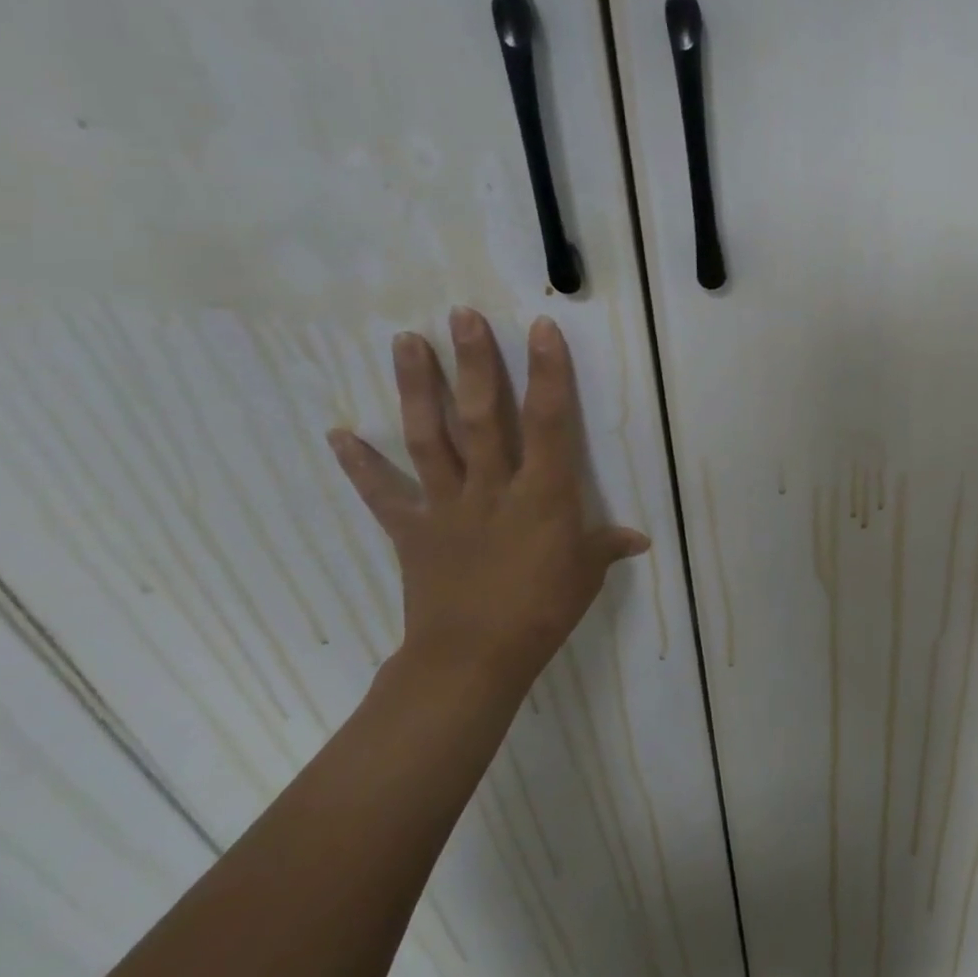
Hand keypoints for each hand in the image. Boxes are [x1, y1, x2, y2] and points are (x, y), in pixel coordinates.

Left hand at [327, 307, 648, 692]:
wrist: (473, 660)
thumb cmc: (542, 610)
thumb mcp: (587, 573)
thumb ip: (608, 545)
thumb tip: (639, 539)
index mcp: (542, 493)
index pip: (548, 421)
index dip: (547, 373)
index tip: (539, 328)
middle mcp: (492, 486)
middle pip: (482, 416)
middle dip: (474, 363)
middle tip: (460, 316)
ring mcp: (447, 504)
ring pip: (430, 437)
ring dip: (417, 388)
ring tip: (406, 342)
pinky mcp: (412, 529)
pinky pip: (384, 493)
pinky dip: (360, 464)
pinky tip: (338, 433)